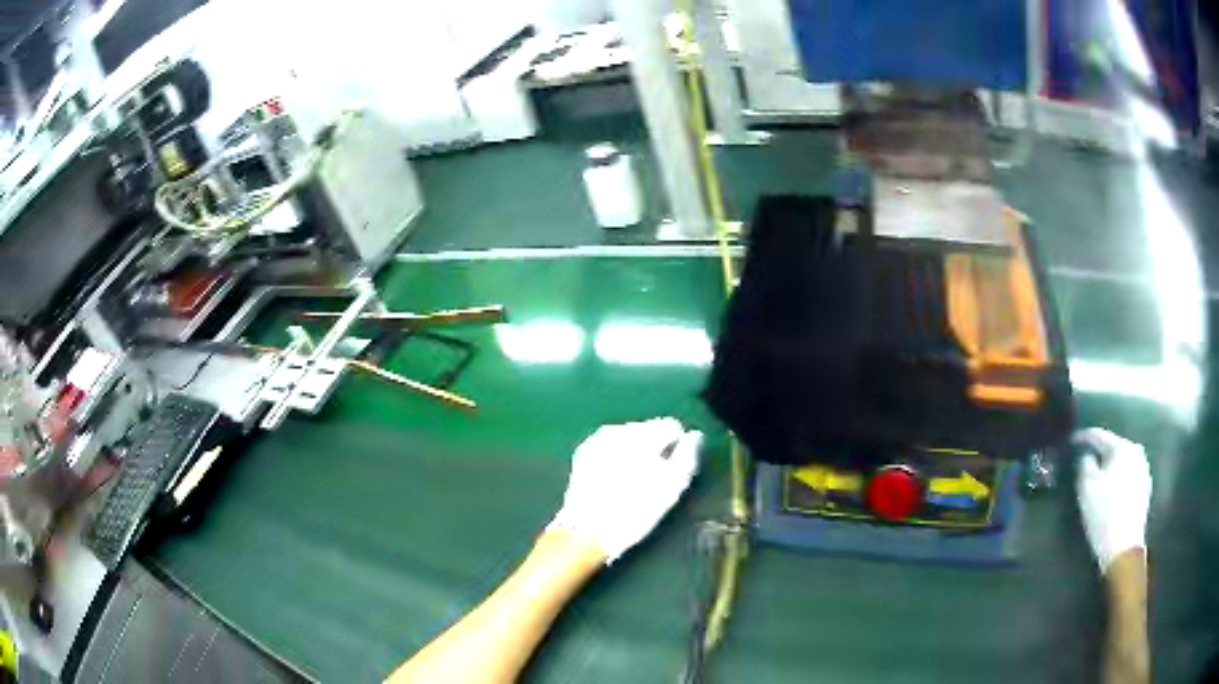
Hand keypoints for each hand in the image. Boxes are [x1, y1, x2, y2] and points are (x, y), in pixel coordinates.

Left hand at [548, 418, 701, 563]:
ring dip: (636, 452)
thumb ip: (687, 456)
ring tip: (636, 481)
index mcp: (642, 434)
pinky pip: (610, 446)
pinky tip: (617, 478)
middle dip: (655, 448)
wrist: (587, 530)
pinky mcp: (584, 452)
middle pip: (648, 429)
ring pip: (629, 437)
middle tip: (655, 478)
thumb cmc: (635, 511)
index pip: (671, 426)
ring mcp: (598, 439)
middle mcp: (619, 429)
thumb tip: (694, 435)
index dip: (678, 447)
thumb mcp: (672, 488)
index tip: (674, 470)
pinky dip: (617, 456)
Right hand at [1074, 428, 1152, 572]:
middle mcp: (1136, 452)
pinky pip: (1129, 475)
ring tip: (1099, 475)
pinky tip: (1112, 489)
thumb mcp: (1086, 488)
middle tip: (1086, 459)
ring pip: (1123, 462)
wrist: (1124, 547)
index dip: (1083, 437)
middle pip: (1114, 447)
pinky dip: (1119, 479)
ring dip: (1111, 466)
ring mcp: (1143, 470)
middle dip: (1100, 452)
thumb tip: (1086, 456)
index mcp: (1122, 447)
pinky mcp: (1145, 488)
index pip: (1099, 435)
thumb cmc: (1104, 514)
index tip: (1071, 441)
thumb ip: (1084, 464)